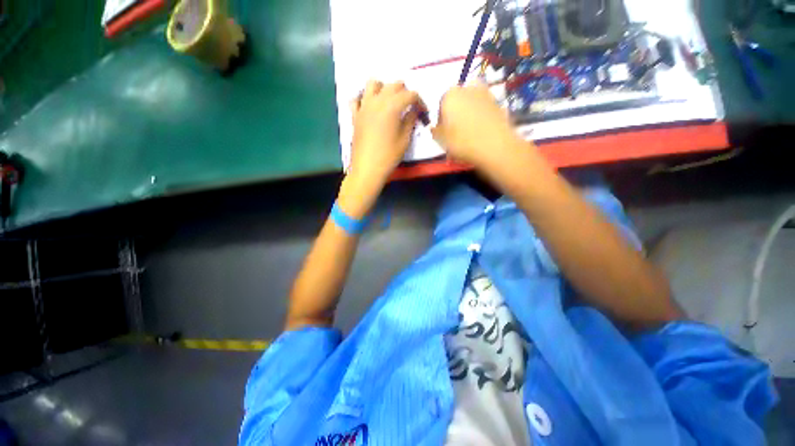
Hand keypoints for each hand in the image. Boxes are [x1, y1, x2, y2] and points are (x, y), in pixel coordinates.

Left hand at [339, 80, 424, 217]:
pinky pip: (357, 98)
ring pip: (373, 83)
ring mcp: (364, 106)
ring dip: (384, 88)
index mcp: (392, 106)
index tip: (423, 112)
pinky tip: (370, 108)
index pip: (410, 94)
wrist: (367, 168)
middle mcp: (377, 101)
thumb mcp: (405, 140)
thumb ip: (410, 121)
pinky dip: (364, 98)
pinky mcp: (355, 115)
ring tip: (389, 102)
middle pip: (394, 85)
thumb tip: (414, 110)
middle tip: (409, 107)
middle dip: (405, 92)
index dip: (420, 101)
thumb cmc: (389, 156)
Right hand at [432, 83, 523, 169]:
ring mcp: (485, 94)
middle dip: (455, 114)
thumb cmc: (462, 142)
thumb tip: (435, 127)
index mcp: (450, 95)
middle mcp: (467, 88)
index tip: (443, 133)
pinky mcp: (498, 103)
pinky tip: (480, 132)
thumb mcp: (441, 140)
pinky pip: (484, 110)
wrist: (495, 146)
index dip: (441, 120)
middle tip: (456, 132)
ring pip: (471, 104)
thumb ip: (435, 131)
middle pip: (457, 101)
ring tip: (469, 133)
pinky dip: (481, 118)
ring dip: (469, 114)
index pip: (441, 105)